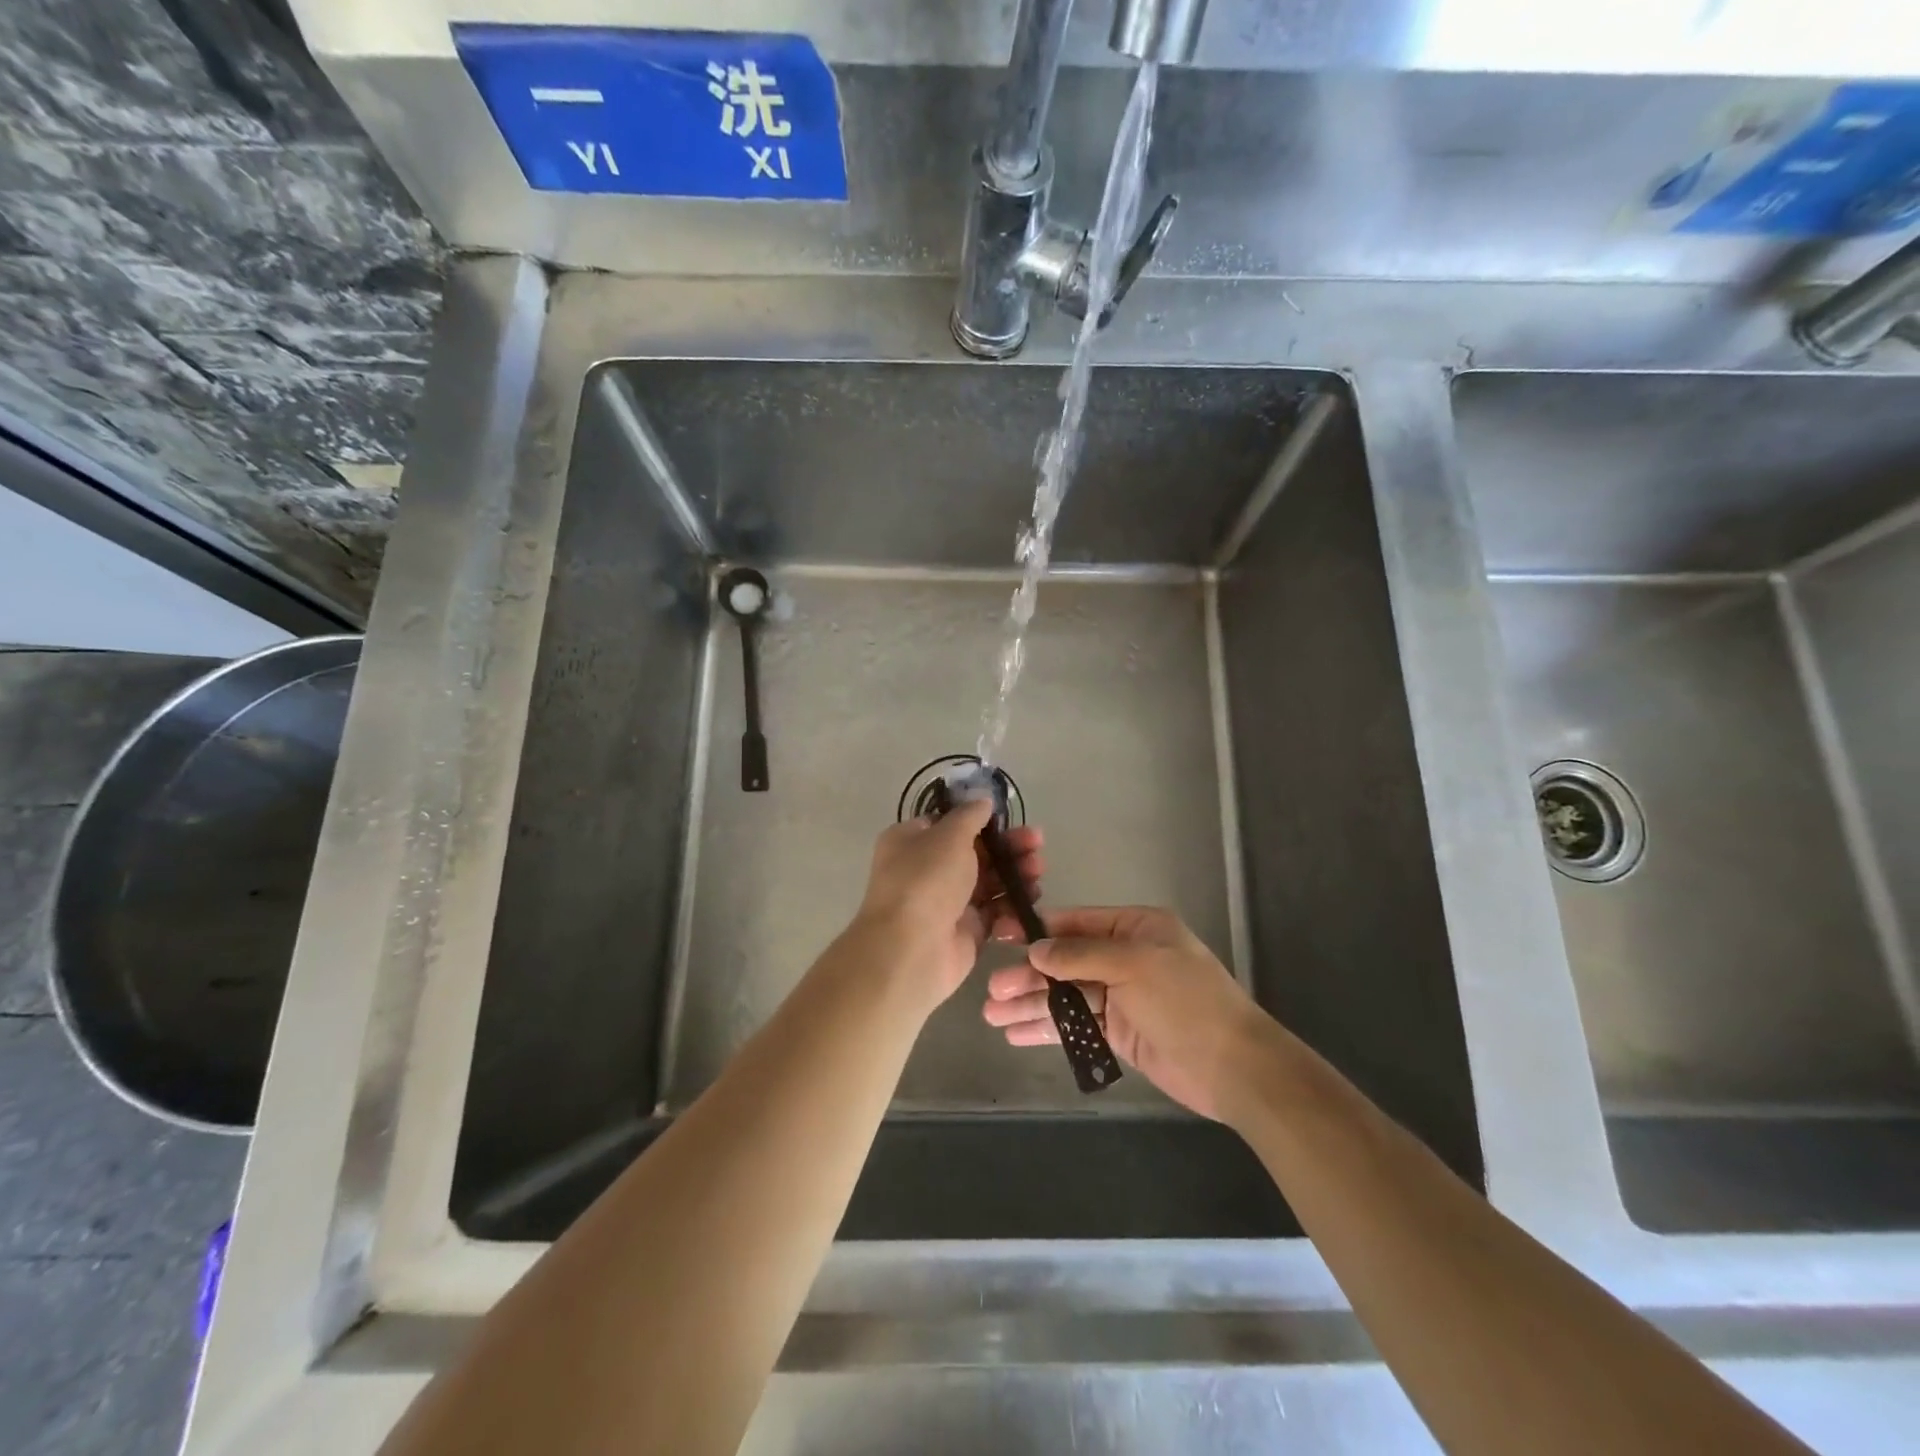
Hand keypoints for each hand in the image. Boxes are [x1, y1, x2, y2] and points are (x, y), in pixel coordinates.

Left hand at [852, 800, 1043, 1012]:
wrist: (912, 950)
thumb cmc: (926, 881)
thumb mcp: (949, 835)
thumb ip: (970, 815)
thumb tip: (982, 801)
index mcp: (912, 841)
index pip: (949, 824)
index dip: (980, 820)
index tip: (1008, 819)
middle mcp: (927, 870)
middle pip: (976, 852)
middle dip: (1008, 847)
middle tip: (1037, 844)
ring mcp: (947, 902)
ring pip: (989, 882)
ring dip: (1016, 874)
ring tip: (1038, 871)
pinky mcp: (966, 931)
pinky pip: (994, 912)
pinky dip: (1011, 906)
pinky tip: (1030, 900)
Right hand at [981, 906, 1265, 1120]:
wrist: (1234, 1066)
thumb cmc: (1186, 1001)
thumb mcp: (1134, 964)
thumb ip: (1081, 955)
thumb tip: (1036, 949)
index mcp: (1135, 928)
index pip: (1076, 924)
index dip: (1038, 932)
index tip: (1000, 938)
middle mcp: (1125, 958)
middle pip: (1066, 962)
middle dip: (1028, 976)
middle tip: (992, 991)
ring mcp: (1122, 997)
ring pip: (1066, 996)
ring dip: (1031, 1005)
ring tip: (992, 1016)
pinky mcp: (1119, 1034)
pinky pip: (1076, 1026)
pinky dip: (1048, 1029)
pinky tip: (1017, 1034)